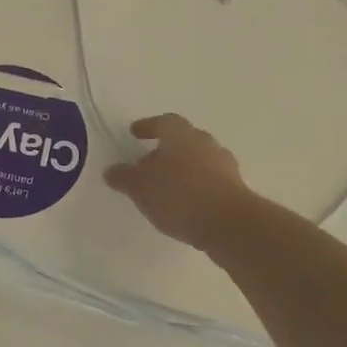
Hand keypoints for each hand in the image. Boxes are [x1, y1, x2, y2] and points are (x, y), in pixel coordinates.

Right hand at [104, 114, 254, 250]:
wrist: (230, 224)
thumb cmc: (180, 196)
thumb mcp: (141, 187)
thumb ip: (124, 177)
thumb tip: (111, 170)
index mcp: (181, 135)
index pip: (164, 122)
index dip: (148, 126)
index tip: (135, 133)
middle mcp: (205, 143)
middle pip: (183, 140)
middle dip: (164, 150)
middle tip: (147, 164)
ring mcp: (224, 166)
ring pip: (198, 160)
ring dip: (182, 169)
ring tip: (164, 187)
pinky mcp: (235, 189)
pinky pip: (209, 180)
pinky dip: (195, 186)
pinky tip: (184, 203)